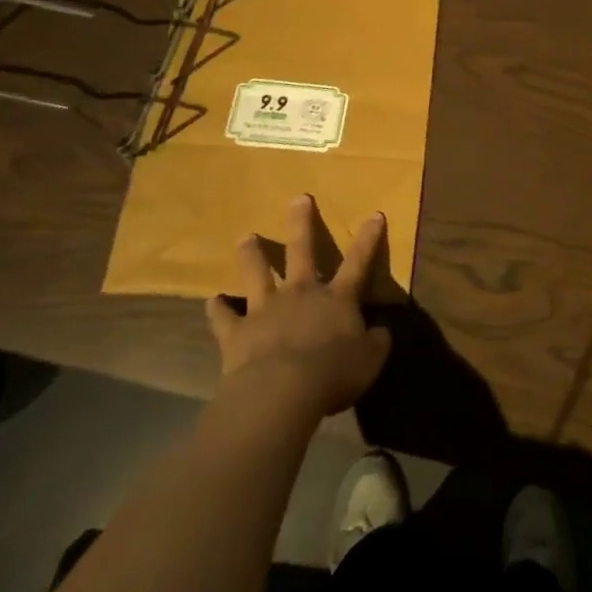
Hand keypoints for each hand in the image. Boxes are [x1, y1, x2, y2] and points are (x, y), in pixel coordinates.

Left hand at [204, 195, 391, 417]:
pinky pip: (223, 317)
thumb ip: (376, 342)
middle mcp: (301, 294)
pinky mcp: (237, 333)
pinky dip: (217, 309)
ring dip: (252, 255)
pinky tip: (211, 301)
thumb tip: (380, 331)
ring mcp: (265, 310)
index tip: (374, 214)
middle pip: (301, 251)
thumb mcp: (371, 360)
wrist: (280, 393)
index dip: (368, 239)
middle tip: (299, 199)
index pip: (358, 261)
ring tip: (245, 237)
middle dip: (302, 223)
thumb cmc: (333, 373)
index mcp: (337, 299)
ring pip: (257, 274)